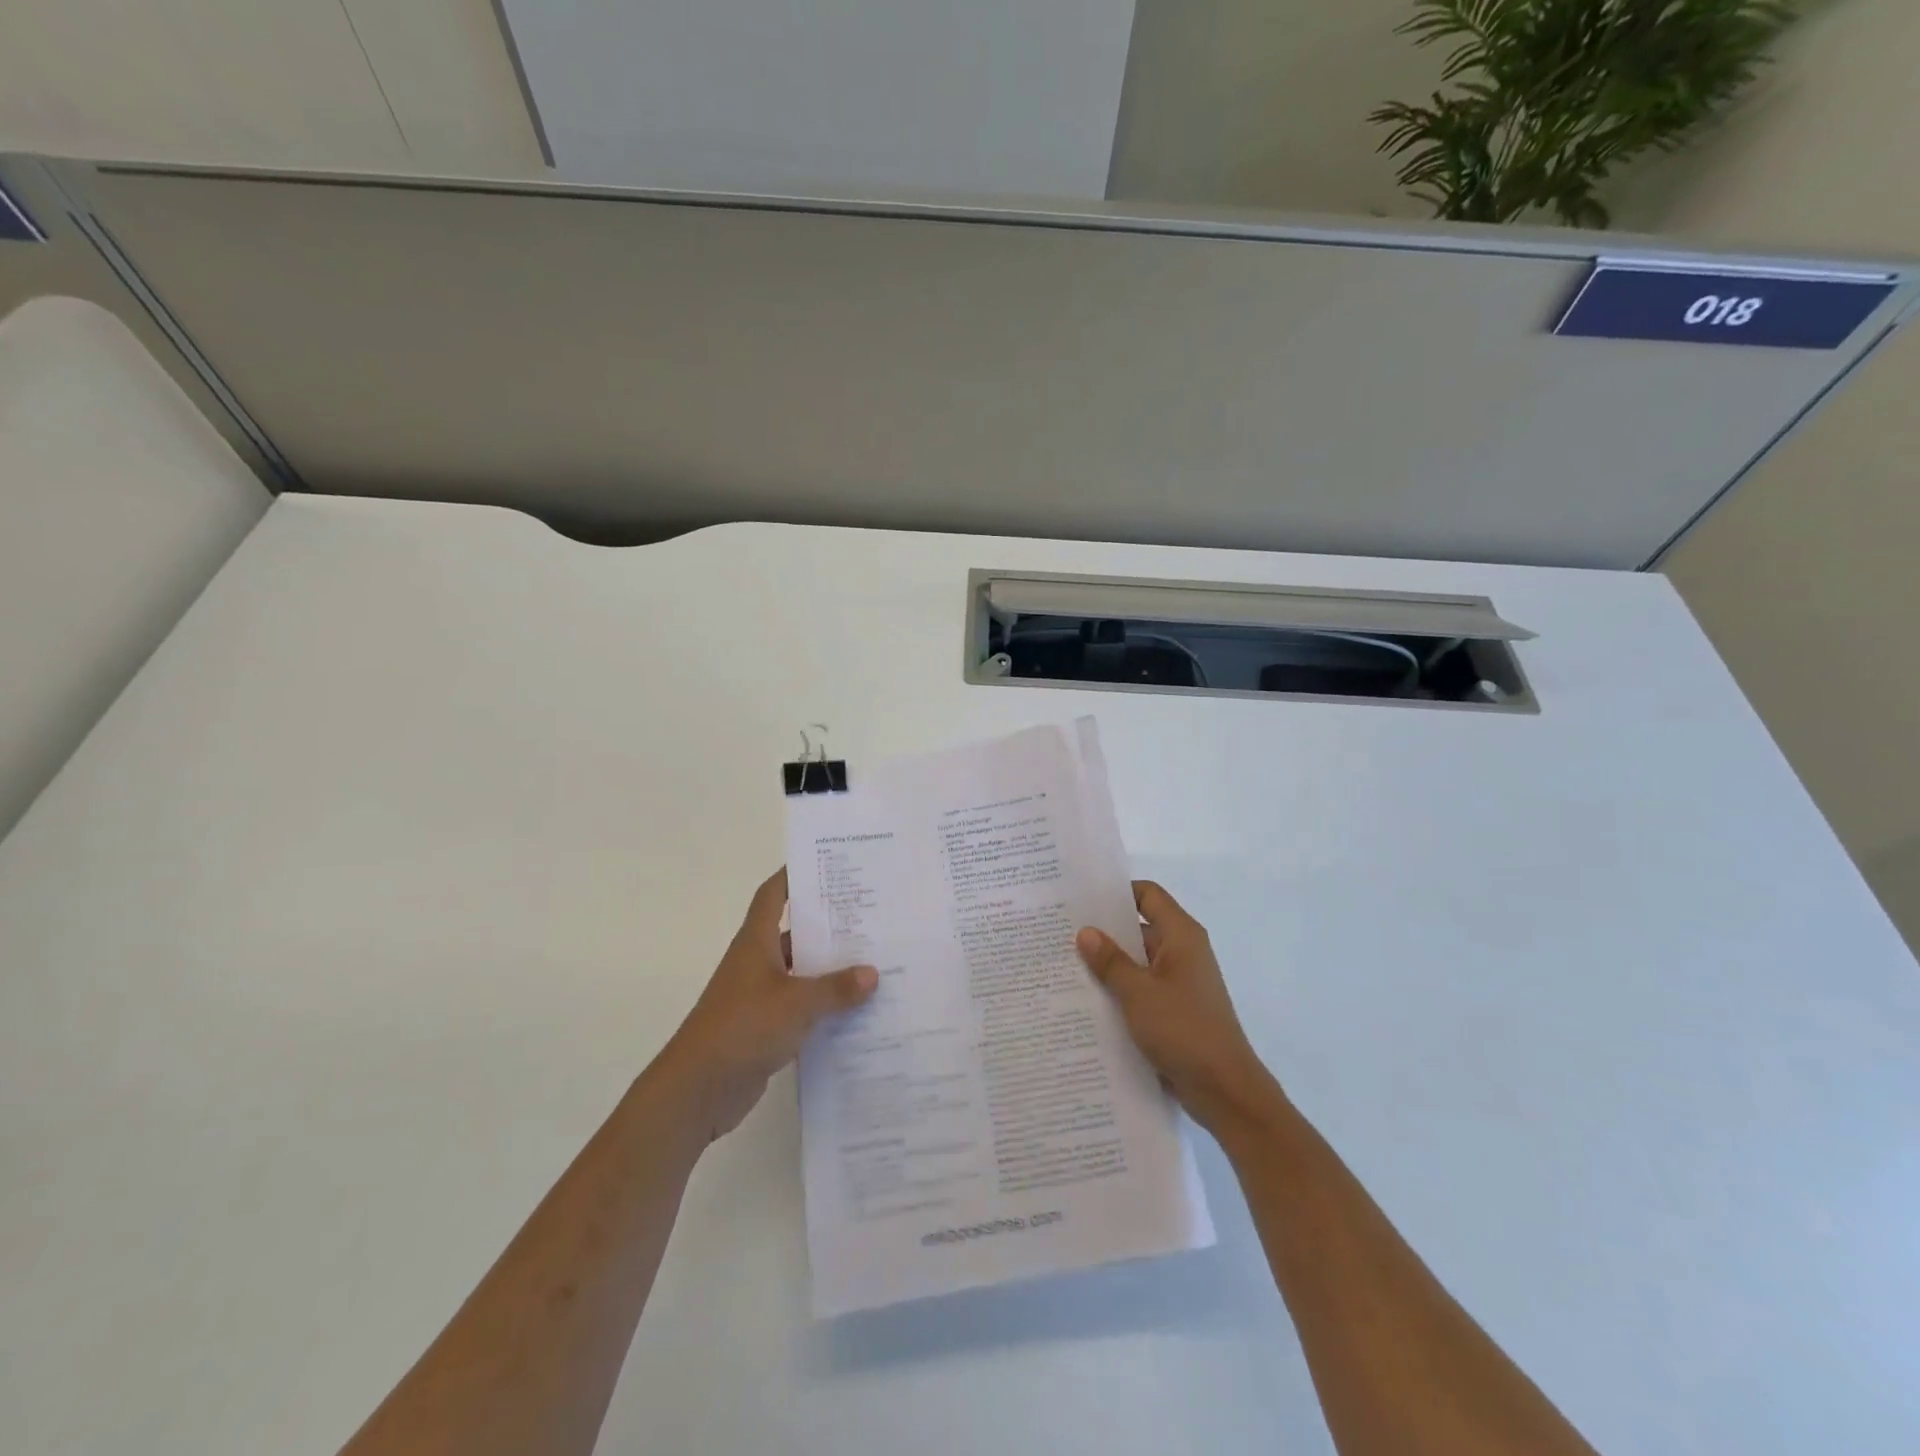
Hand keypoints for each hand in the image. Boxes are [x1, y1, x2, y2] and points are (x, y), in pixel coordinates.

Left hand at [656, 869, 877, 1142]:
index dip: (794, 875)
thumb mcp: (797, 1003)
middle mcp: (757, 962)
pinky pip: (802, 1007)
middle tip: (872, 916)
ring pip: (802, 973)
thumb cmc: (743, 1028)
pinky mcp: (765, 1027)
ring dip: (831, 970)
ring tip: (875, 962)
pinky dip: (825, 1006)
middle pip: (796, 933)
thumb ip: (836, 988)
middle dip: (830, 926)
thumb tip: (872, 973)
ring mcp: (760, 996)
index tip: (827, 864)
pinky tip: (858, 1010)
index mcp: (757, 942)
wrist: (697, 1090)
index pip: (773, 894)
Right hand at [1077, 881, 1277, 1136]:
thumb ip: (1110, 961)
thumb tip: (1085, 931)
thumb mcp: (1138, 992)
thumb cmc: (1184, 1030)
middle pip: (1139, 928)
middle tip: (1061, 932)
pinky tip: (1086, 1000)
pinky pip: (1141, 989)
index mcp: (1181, 936)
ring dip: (1108, 965)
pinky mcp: (1174, 1011)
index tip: (1081, 898)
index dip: (1117, 892)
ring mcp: (1179, 983)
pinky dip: (1118, 990)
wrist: (1224, 1090)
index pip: (1148, 895)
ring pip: (1137, 962)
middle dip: (1103, 931)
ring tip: (1064, 966)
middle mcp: (1182, 952)